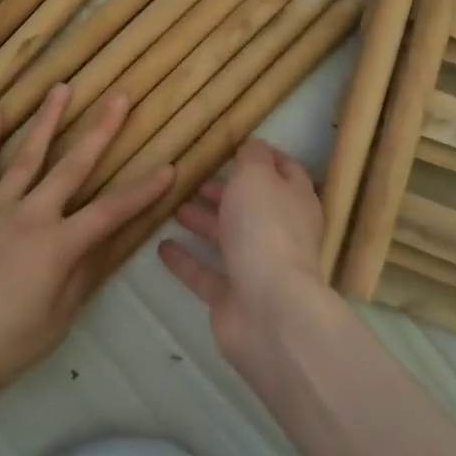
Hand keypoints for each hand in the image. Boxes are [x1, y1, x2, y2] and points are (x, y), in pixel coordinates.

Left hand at [0, 85, 173, 409]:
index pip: (111, 212)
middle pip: (72, 166)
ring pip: (26, 155)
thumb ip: (78, 281)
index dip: (143, 191)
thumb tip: (101, 247)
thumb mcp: (51, 325)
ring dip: (47, 120)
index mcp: (57, 246)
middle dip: (100, 130)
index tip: (170, 168)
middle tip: (119, 97)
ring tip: (62, 88)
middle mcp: (30, 215)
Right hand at [158, 137, 333, 367]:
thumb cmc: (265, 230)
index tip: (235, 145)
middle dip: (223, 190)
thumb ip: (252, 157)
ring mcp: (256, 267)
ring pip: (226, 237)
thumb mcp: (257, 176)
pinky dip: (185, 259)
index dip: (264, 156)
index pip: (285, 171)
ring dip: (202, 220)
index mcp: (294, 200)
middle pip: (250, 205)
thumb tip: (253, 144)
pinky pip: (205, 273)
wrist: (268, 311)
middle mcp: (279, 233)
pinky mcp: (232, 297)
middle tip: (190, 177)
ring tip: (171, 205)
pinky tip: (161, 245)